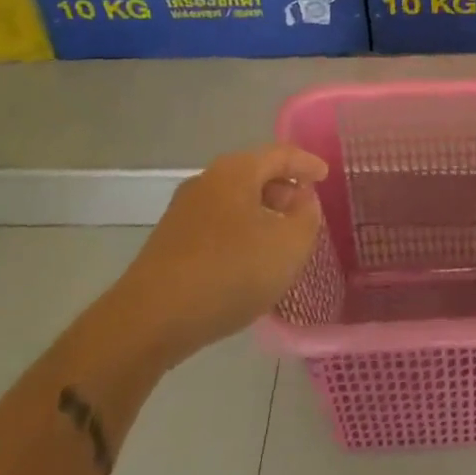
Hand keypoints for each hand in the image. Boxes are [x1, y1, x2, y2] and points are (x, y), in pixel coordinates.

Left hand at [114, 146, 328, 368]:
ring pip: (234, 200)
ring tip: (280, 239)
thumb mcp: (287, 246)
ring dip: (261, 213)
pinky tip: (247, 261)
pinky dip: (240, 232)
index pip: (281, 154)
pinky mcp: (170, 241)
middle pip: (255, 174)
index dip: (307, 164)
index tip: (326, 176)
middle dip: (283, 189)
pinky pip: (217, 224)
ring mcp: (183, 211)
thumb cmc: (228, 272)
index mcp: (236, 171)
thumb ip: (306, 217)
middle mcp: (207, 180)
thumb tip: (303, 200)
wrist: (149, 319)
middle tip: (305, 211)